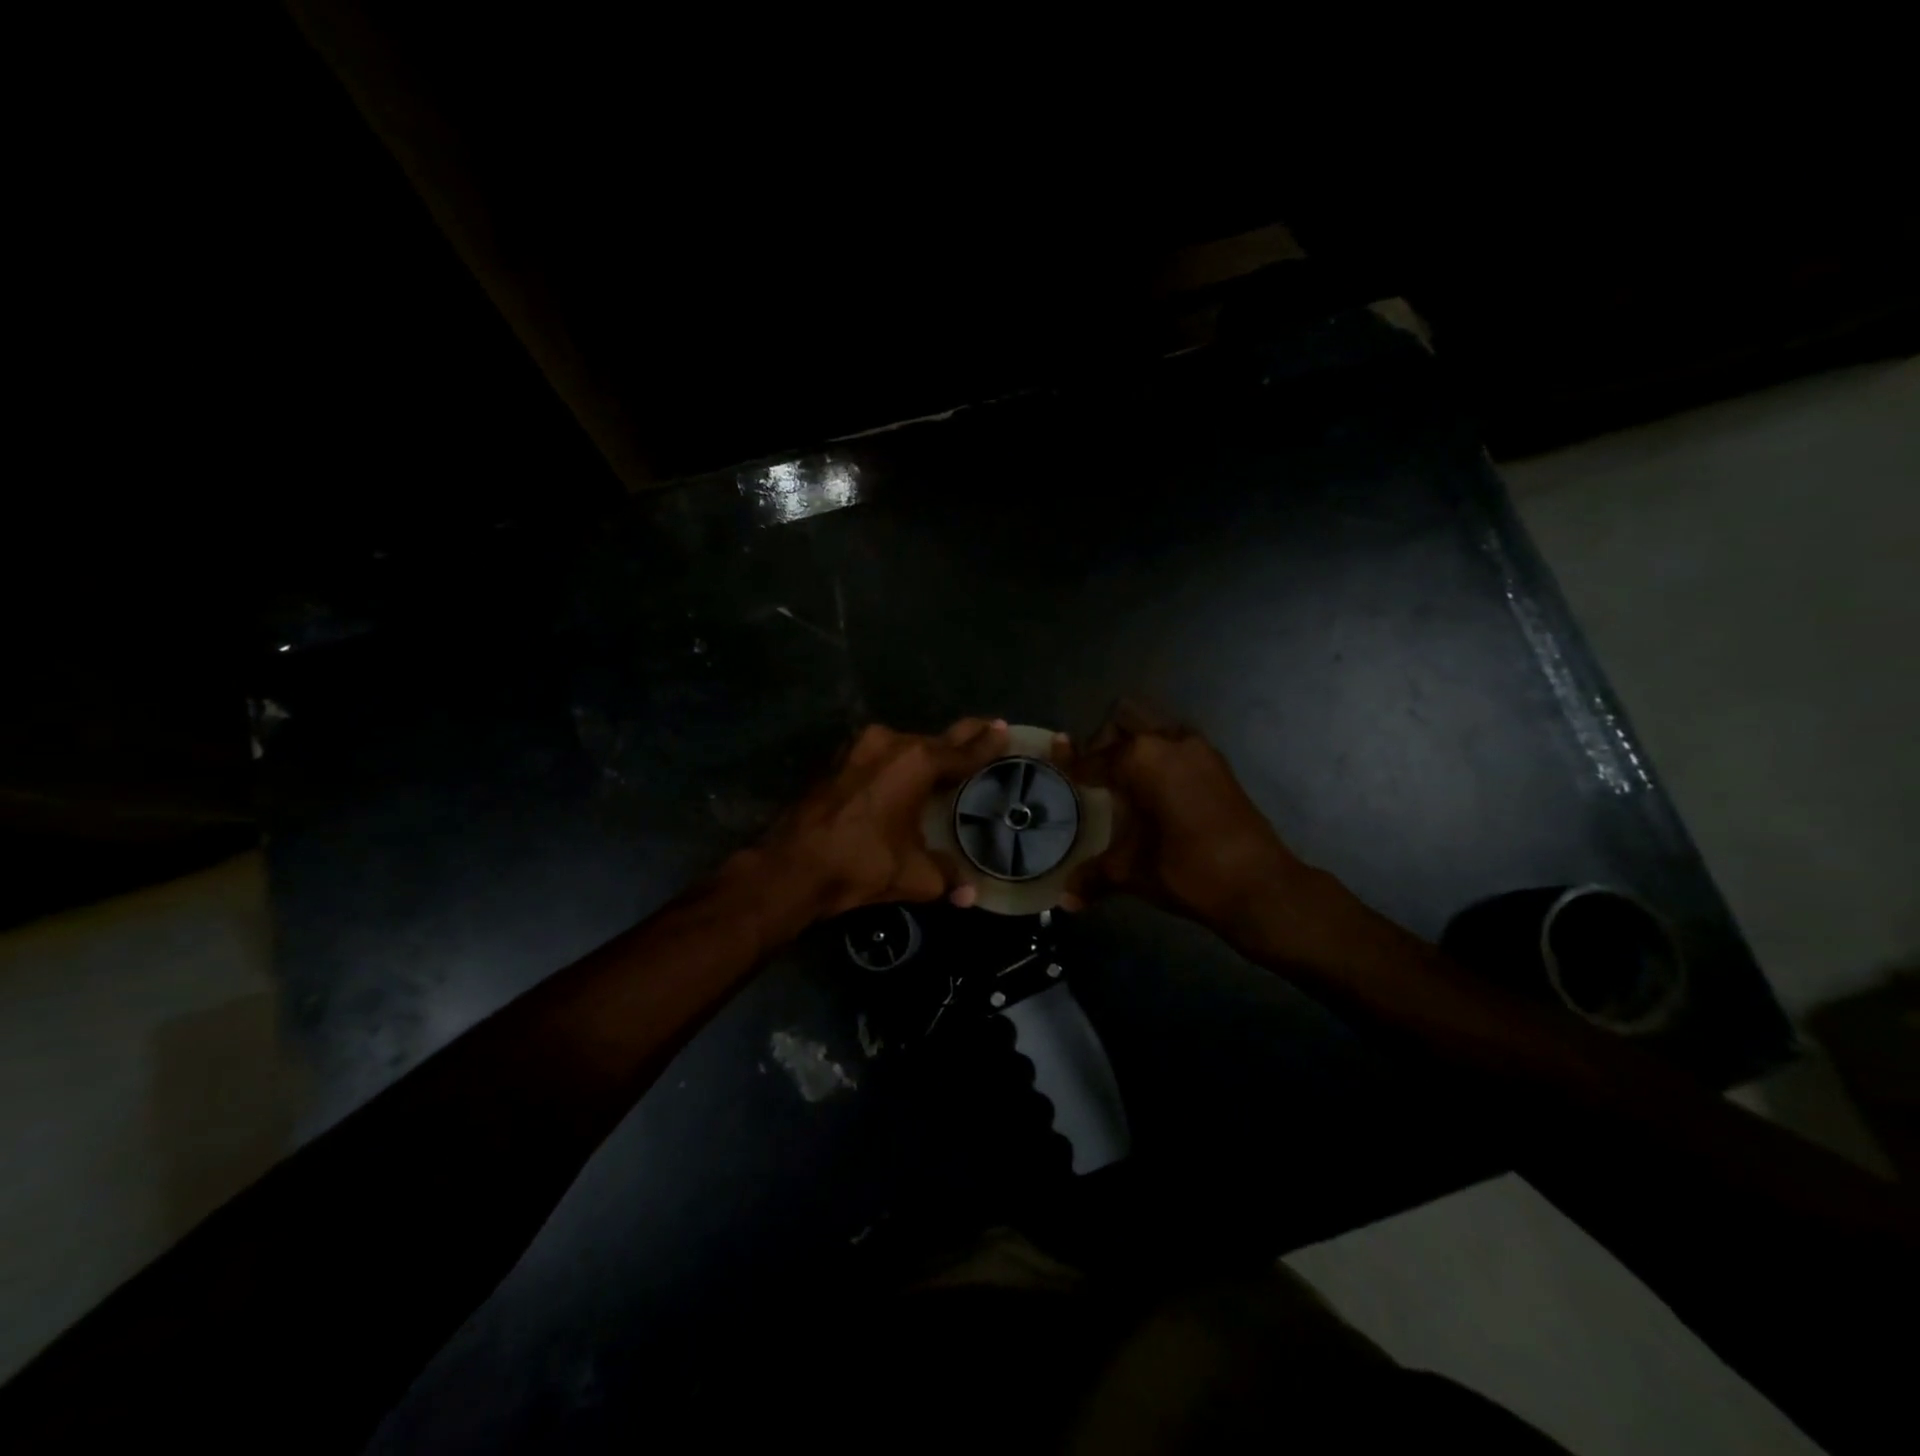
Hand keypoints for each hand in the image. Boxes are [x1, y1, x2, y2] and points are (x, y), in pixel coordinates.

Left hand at [758, 719, 1010, 918]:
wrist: (792, 866)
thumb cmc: (860, 864)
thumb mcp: (914, 875)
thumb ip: (947, 878)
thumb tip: (970, 894)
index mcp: (916, 763)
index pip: (963, 751)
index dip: (988, 742)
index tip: (1004, 728)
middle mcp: (889, 744)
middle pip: (935, 740)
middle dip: (962, 737)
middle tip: (988, 729)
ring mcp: (858, 748)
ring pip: (904, 746)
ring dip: (925, 752)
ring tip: (947, 761)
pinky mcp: (837, 760)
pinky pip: (879, 755)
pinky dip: (897, 762)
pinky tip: (904, 775)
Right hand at [1063, 705, 1318, 941]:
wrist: (1259, 886)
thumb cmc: (1186, 871)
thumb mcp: (1130, 873)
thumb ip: (1092, 877)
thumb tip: (1065, 900)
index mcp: (1141, 760)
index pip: (1093, 757)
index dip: (1070, 762)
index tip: (1056, 762)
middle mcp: (1169, 742)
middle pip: (1125, 718)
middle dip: (1105, 741)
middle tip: (1097, 777)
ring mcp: (1199, 750)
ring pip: (1156, 726)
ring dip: (1137, 744)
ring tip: (1126, 783)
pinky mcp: (1219, 764)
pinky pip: (1179, 743)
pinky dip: (1161, 756)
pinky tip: (1157, 793)